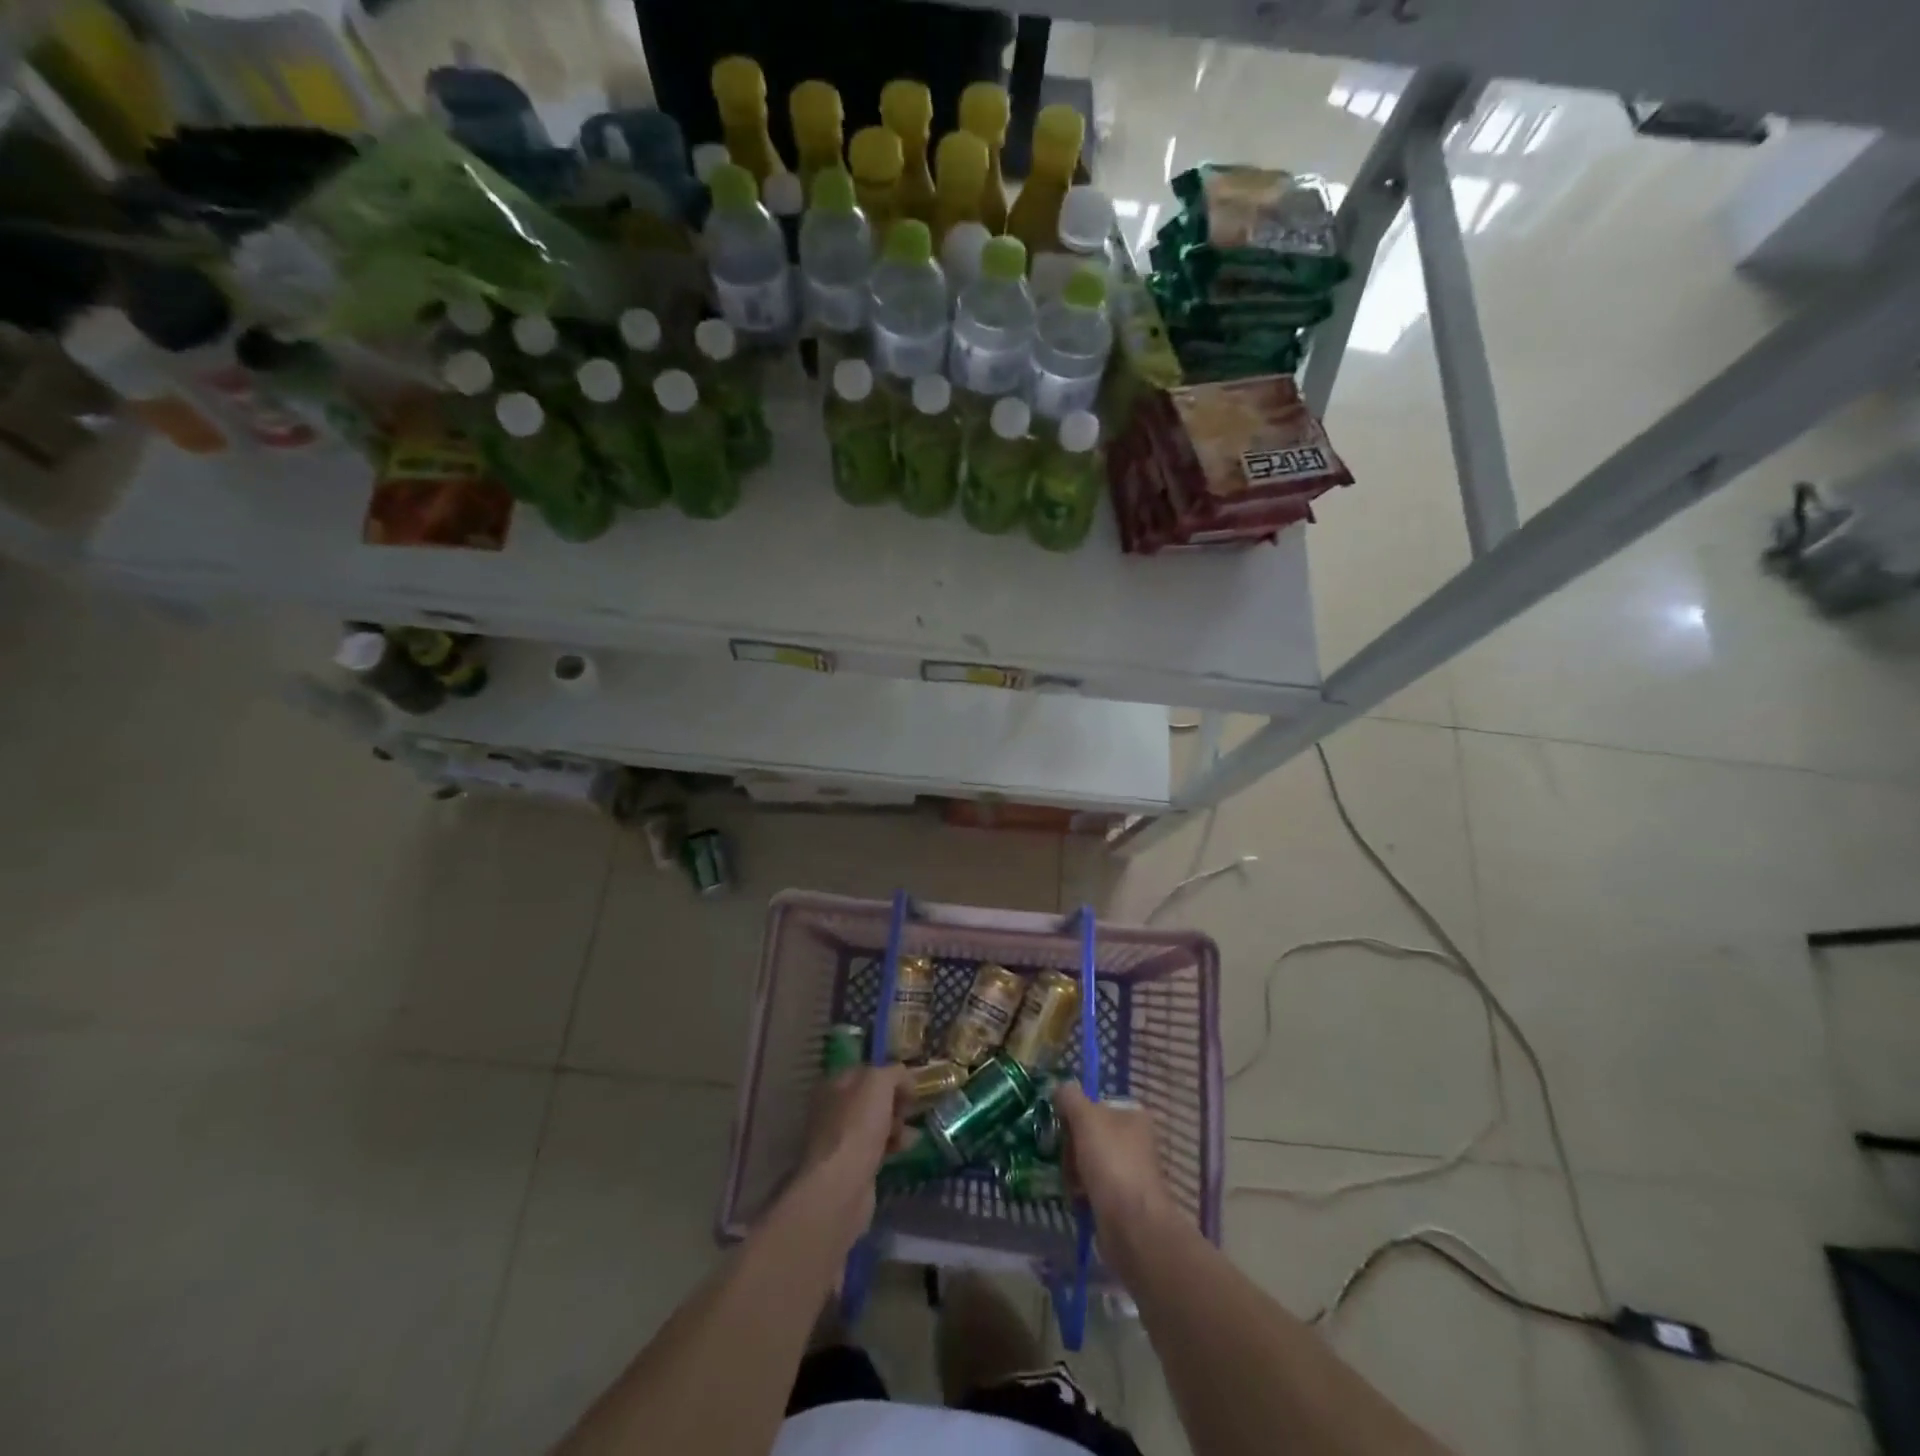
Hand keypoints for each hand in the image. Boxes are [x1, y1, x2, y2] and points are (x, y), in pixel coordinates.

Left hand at [792, 1064, 912, 1249]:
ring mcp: (840, 1139)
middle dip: (895, 1101)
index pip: (866, 1071)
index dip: (889, 1074)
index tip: (911, 1084)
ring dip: (896, 1124)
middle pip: (871, 1098)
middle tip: (911, 1108)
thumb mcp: (879, 1083)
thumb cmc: (858, 1126)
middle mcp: (833, 1109)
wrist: (841, 1185)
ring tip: (911, 1132)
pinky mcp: (851, 1166)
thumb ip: (894, 1073)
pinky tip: (905, 1148)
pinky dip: (892, 1145)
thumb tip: (906, 1079)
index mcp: (833, 1084)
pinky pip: (876, 1147)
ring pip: (875, 1123)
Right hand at [1054, 1084, 1179, 1232]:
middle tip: (1066, 1158)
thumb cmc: (1111, 1162)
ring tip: (1071, 1183)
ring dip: (1073, 1170)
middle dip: (1071, 1146)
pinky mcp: (1122, 1199)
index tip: (1062, 1126)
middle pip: (1089, 1132)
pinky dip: (1081, 1190)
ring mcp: (1129, 1170)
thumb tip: (1061, 1088)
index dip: (1075, 1113)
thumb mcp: (1086, 1118)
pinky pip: (1093, 1186)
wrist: (1132, 1225)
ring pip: (1088, 1160)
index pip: (1095, 1103)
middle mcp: (1135, 1139)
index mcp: (1133, 1115)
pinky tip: (1076, 1198)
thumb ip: (1070, 1097)